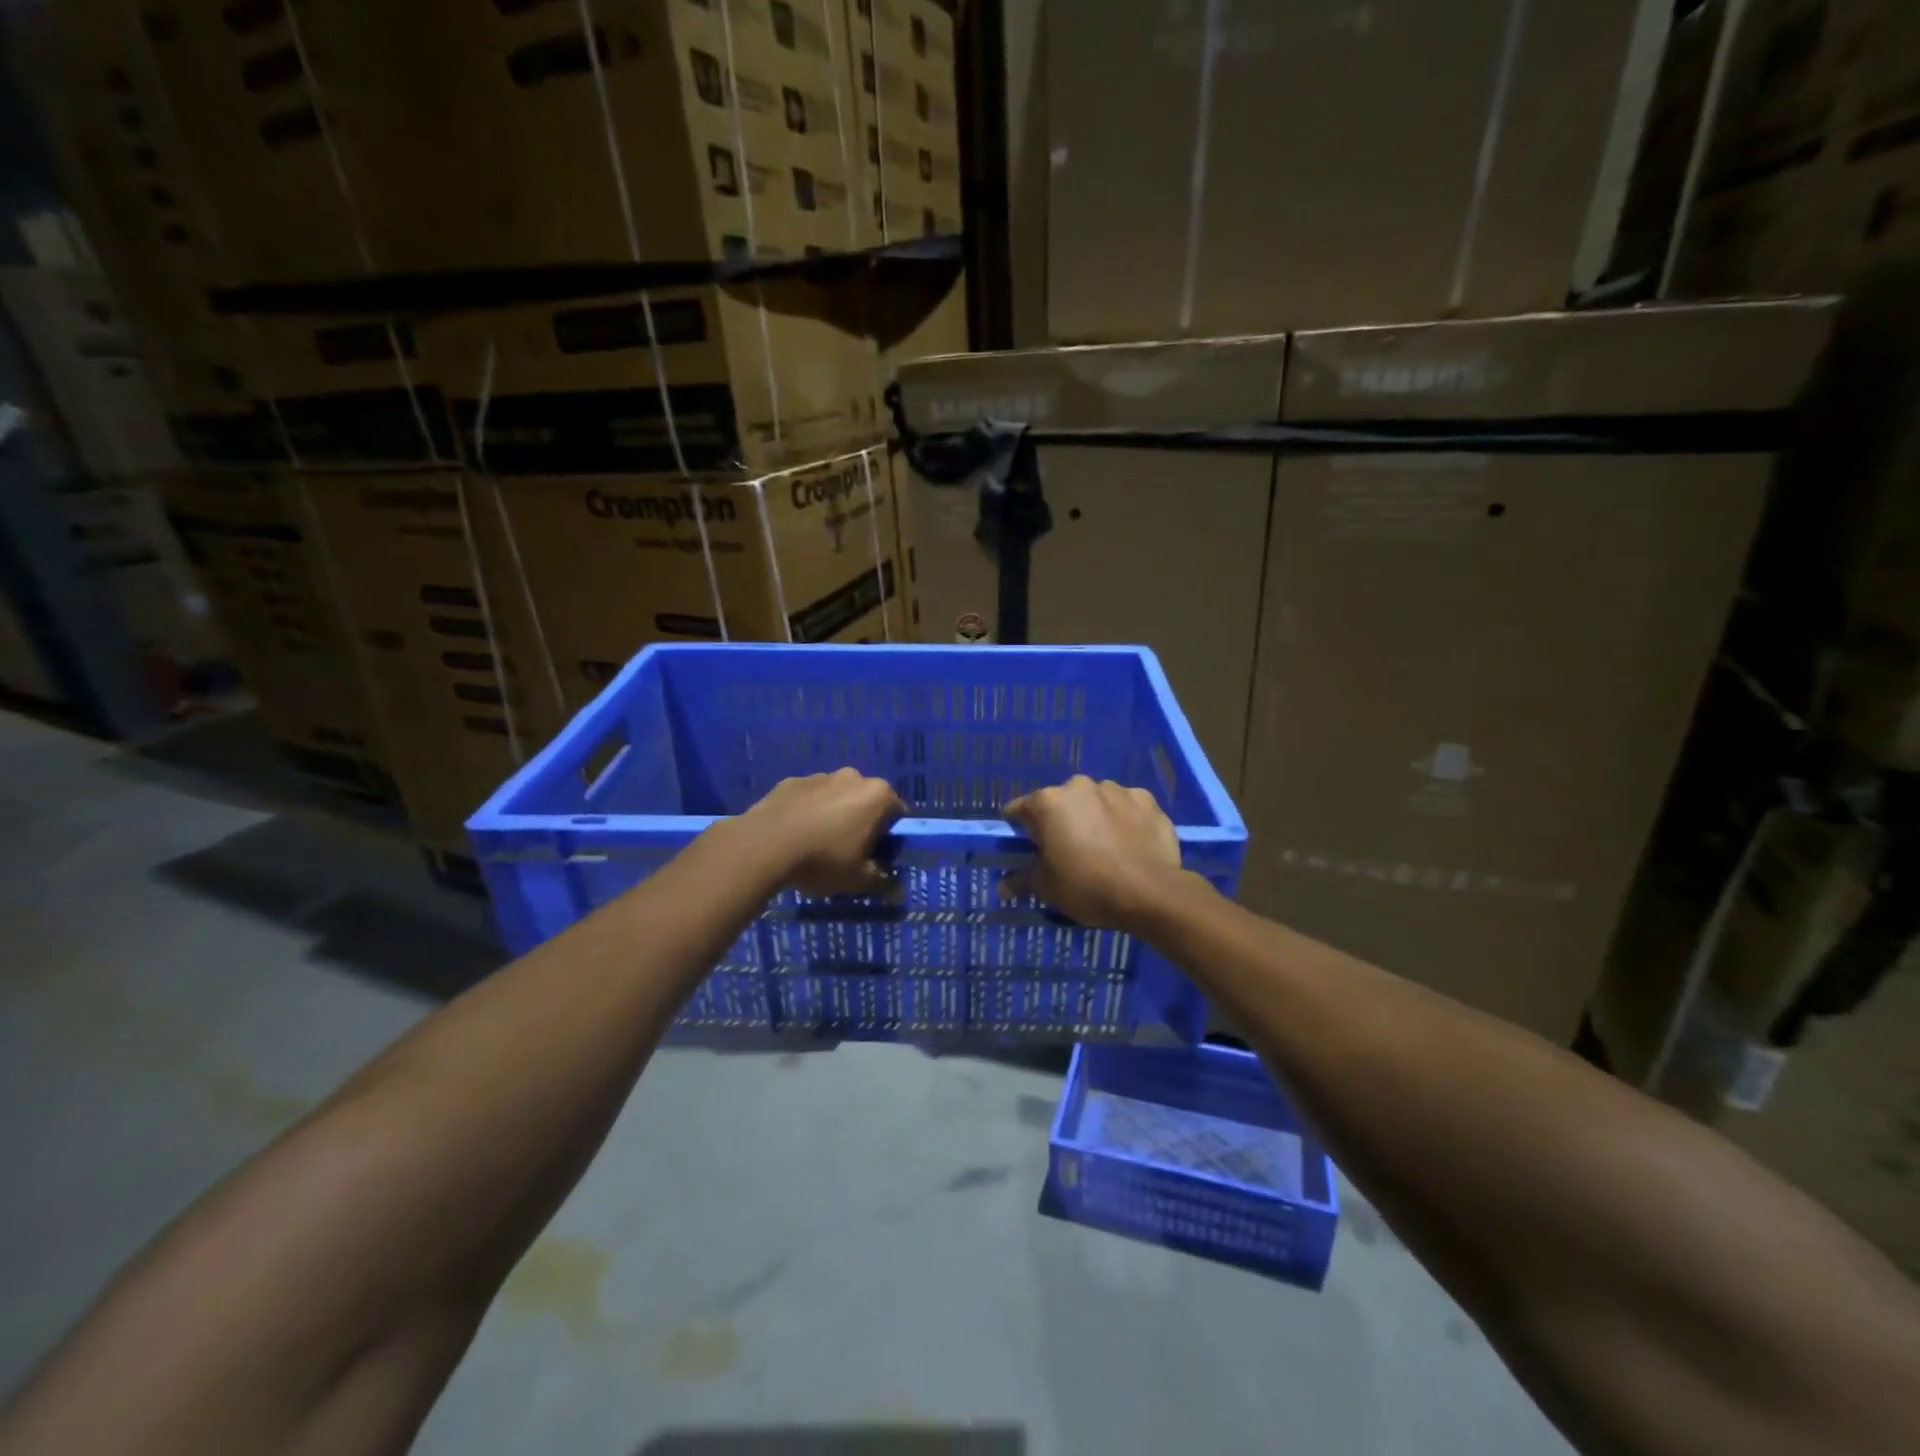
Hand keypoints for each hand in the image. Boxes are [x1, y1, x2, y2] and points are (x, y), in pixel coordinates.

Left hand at [740, 769, 905, 897]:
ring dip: (834, 817)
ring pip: (837, 799)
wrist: (763, 845)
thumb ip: (883, 882)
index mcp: (878, 795)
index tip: (876, 859)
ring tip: (816, 847)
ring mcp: (820, 776)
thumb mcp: (858, 880)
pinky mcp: (791, 781)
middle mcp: (853, 777)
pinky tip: (794, 837)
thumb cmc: (823, 860)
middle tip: (848, 855)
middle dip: (862, 825)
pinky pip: (808, 799)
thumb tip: (896, 889)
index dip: (890, 840)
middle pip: (867, 803)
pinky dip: (807, 813)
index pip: (898, 816)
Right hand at [1002, 776, 1184, 930]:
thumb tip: (1002, 887)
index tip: (1025, 847)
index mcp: (1048, 802)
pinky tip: (1129, 843)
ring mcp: (1116, 789)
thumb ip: (1021, 880)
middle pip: (1060, 803)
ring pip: (1094, 801)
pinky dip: (1123, 819)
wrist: (1150, 892)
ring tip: (1103, 847)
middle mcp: (1079, 786)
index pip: (1019, 810)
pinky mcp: (1146, 799)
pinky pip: (1126, 807)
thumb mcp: (1047, 888)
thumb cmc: (1087, 886)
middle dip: (1060, 822)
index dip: (1019, 829)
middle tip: (1067, 851)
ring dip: (1093, 817)